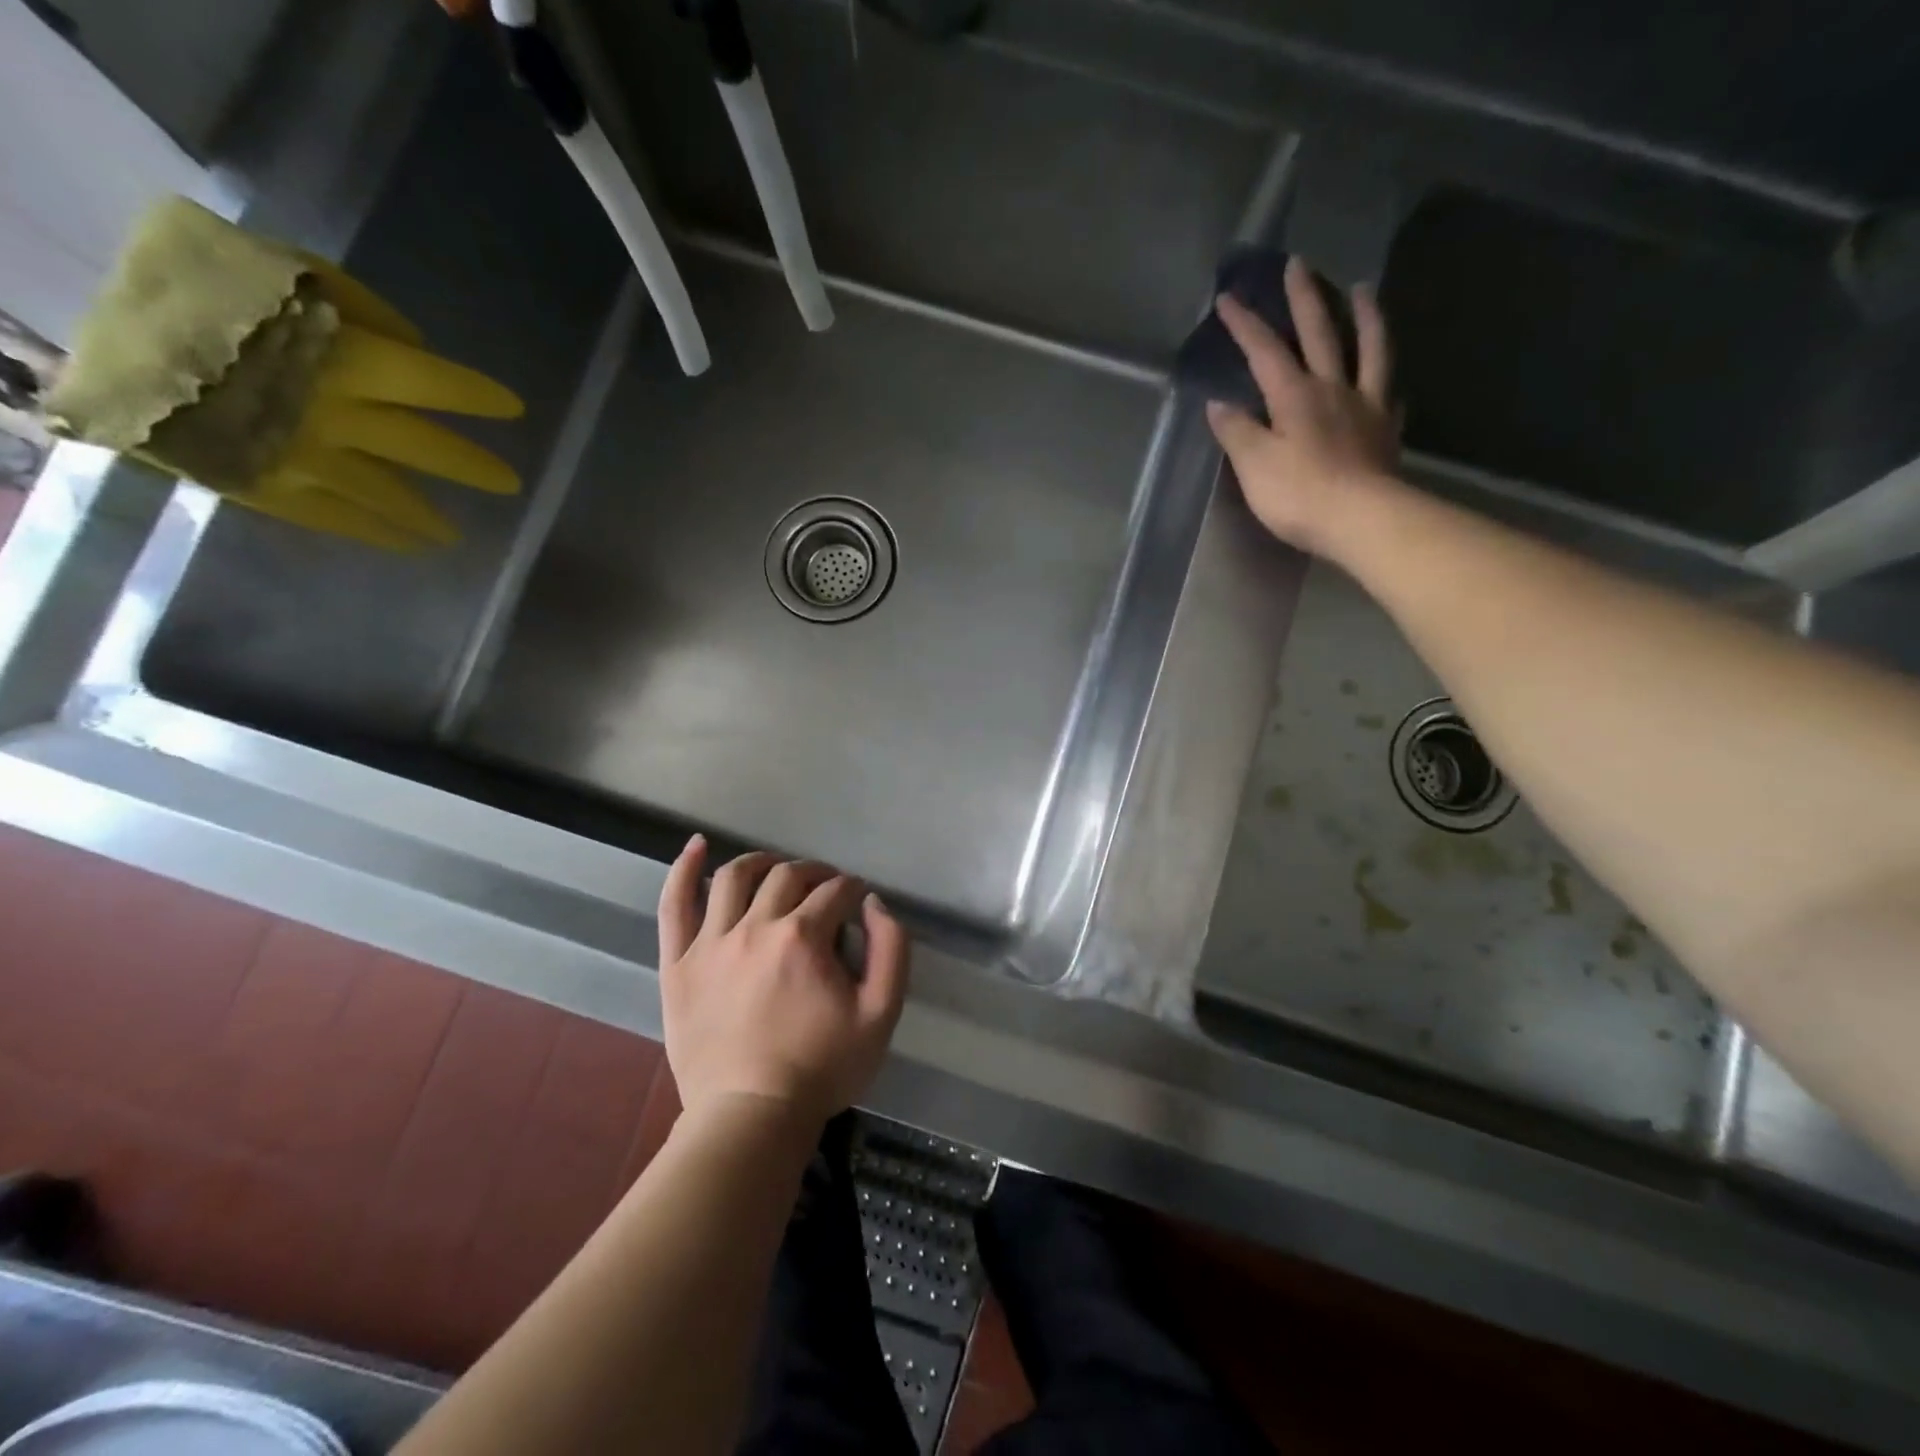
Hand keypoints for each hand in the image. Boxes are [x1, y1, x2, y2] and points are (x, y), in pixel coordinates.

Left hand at [656, 837, 909, 1127]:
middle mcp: (755, 926)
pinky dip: (684, 869)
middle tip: (826, 889)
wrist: (750, 1117)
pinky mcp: (679, 963)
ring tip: (776, 870)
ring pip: (734, 877)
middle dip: (815, 873)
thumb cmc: (822, 1068)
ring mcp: (711, 942)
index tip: (859, 901)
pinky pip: (674, 905)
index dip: (853, 890)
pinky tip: (696, 846)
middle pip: (788, 875)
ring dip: (762, 863)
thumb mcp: (881, 1014)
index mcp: (803, 936)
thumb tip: (874, 904)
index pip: (836, 891)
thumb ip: (891, 949)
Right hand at [1206, 258, 1399, 555]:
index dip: (1245, 325)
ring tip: (1363, 289)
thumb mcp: (1254, 465)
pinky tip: (1386, 380)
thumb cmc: (1299, 494)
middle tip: (1299, 264)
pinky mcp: (1385, 431)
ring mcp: (1365, 406)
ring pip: (1368, 349)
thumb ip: (1237, 432)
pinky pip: (1388, 394)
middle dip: (1304, 299)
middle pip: (1319, 334)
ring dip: (1365, 316)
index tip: (1228, 299)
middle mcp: (1332, 389)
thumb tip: (1220, 405)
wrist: (1361, 520)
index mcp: (1294, 396)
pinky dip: (1385, 379)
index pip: (1264, 352)